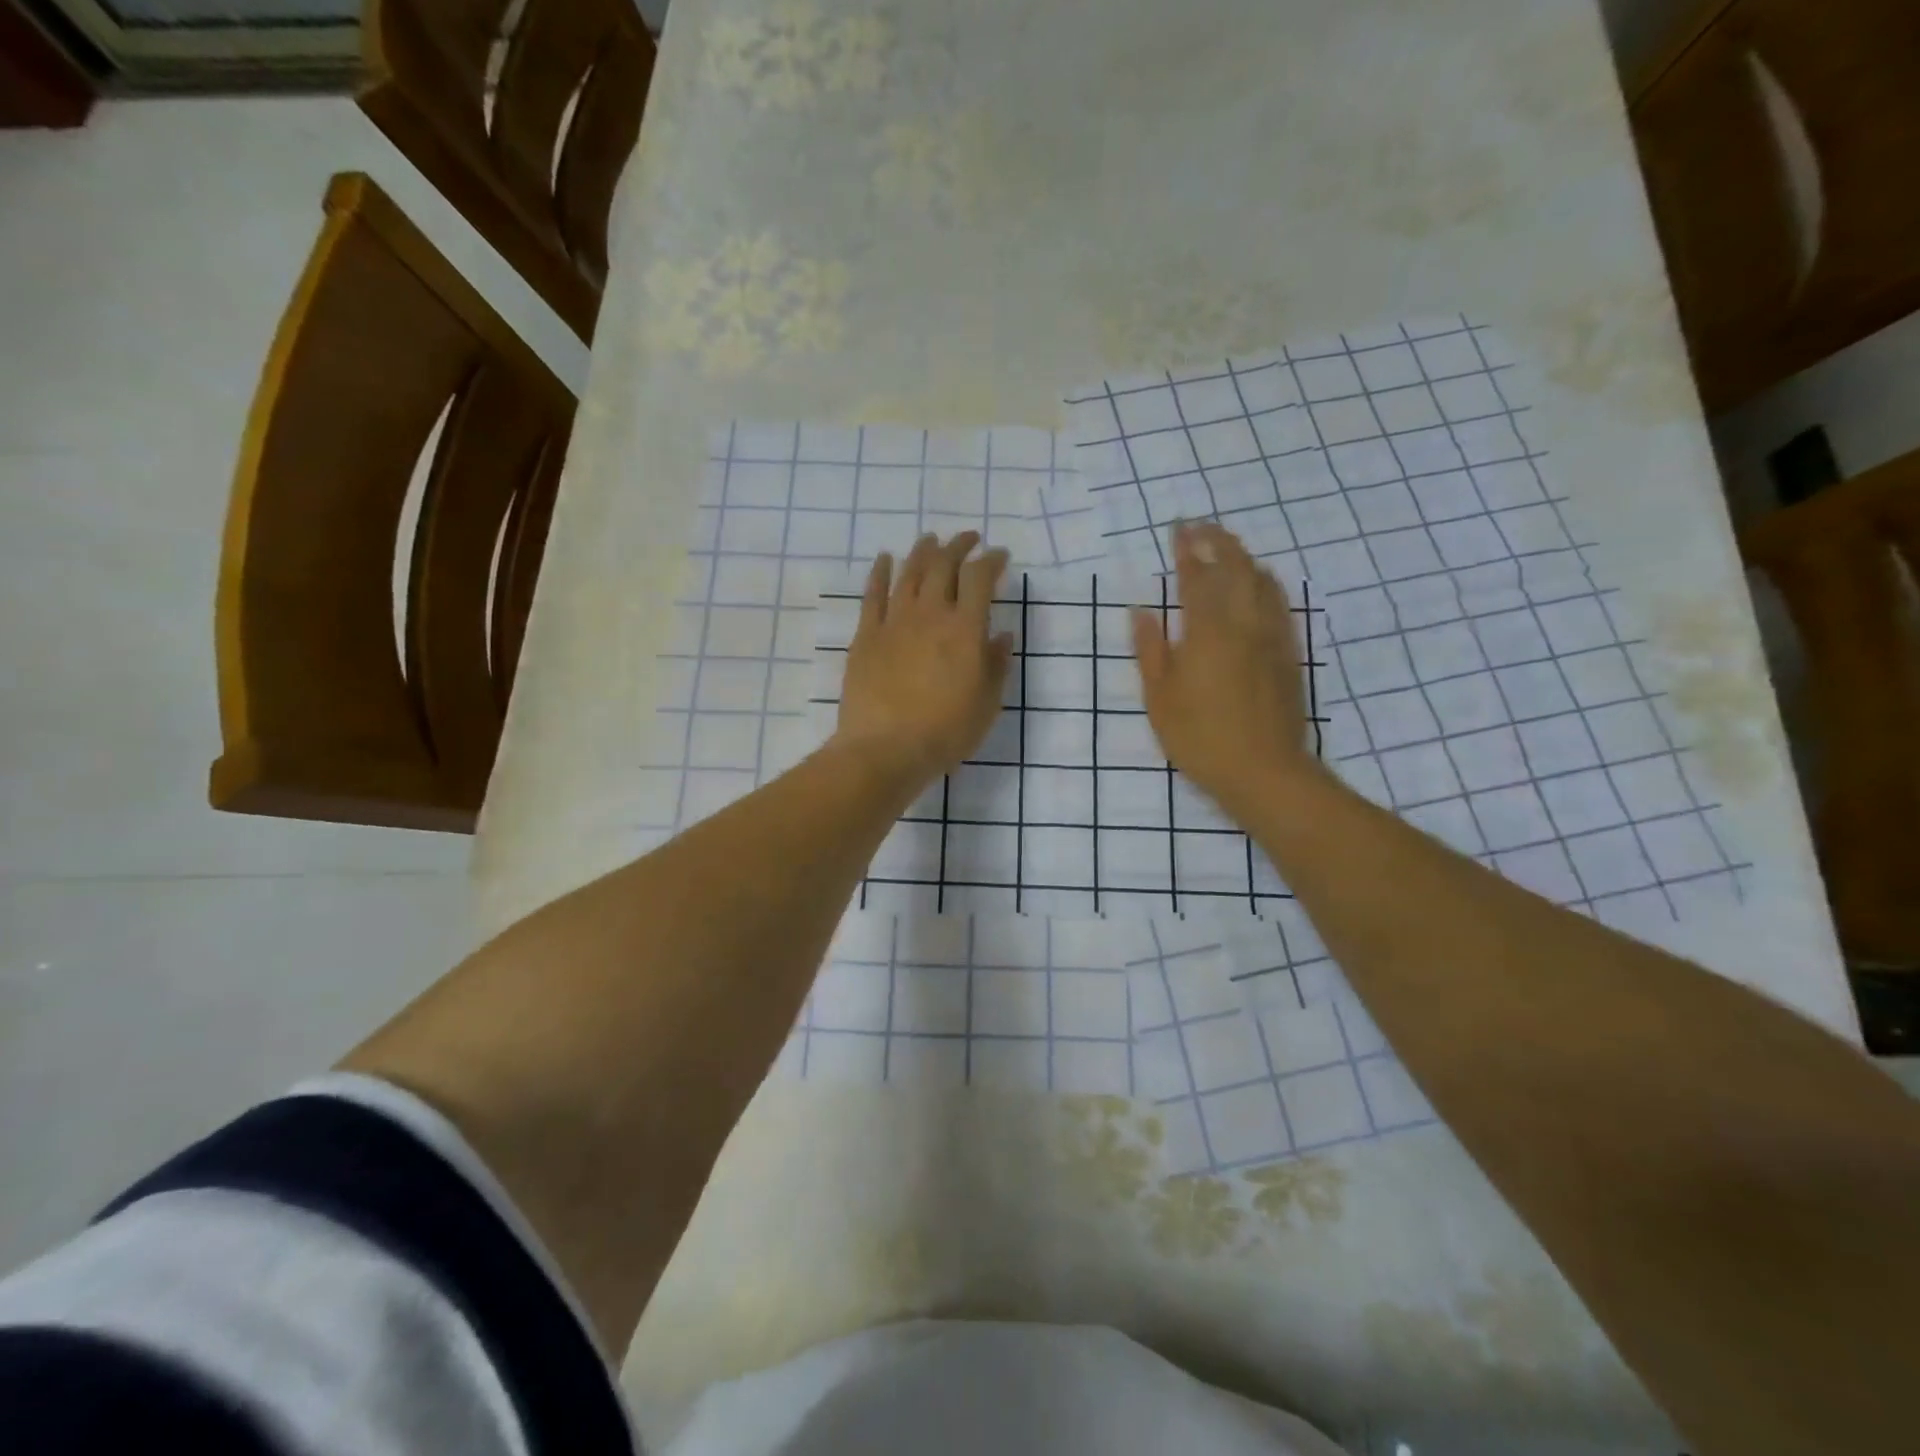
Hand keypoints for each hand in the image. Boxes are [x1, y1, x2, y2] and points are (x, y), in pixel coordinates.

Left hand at [834, 532, 1012, 788]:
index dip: (992, 560)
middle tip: (968, 539)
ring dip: (923, 551)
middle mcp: (930, 614)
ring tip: (931, 540)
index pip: (980, 578)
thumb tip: (1002, 636)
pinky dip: (880, 572)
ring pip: (909, 572)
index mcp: (965, 629)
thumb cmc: (945, 732)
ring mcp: (894, 622)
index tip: (1000, 555)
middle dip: (959, 546)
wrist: (885, 749)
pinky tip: (885, 559)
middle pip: (944, 565)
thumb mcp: (986, 704)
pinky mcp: (866, 635)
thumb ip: (996, 665)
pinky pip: (873, 594)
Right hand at [1132, 521, 1319, 809]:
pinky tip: (1260, 586)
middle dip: (1219, 541)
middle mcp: (1244, 624)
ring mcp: (1272, 637)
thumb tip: (1141, 612)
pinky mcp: (1289, 654)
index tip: (1179, 528)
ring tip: (1228, 549)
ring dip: (1244, 558)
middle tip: (1202, 527)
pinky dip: (1266, 584)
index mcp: (1207, 632)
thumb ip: (1150, 650)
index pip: (1197, 577)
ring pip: (1263, 582)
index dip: (1188, 549)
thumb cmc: (1200, 738)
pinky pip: (1280, 604)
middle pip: (1236, 568)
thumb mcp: (1160, 698)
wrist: (1264, 771)